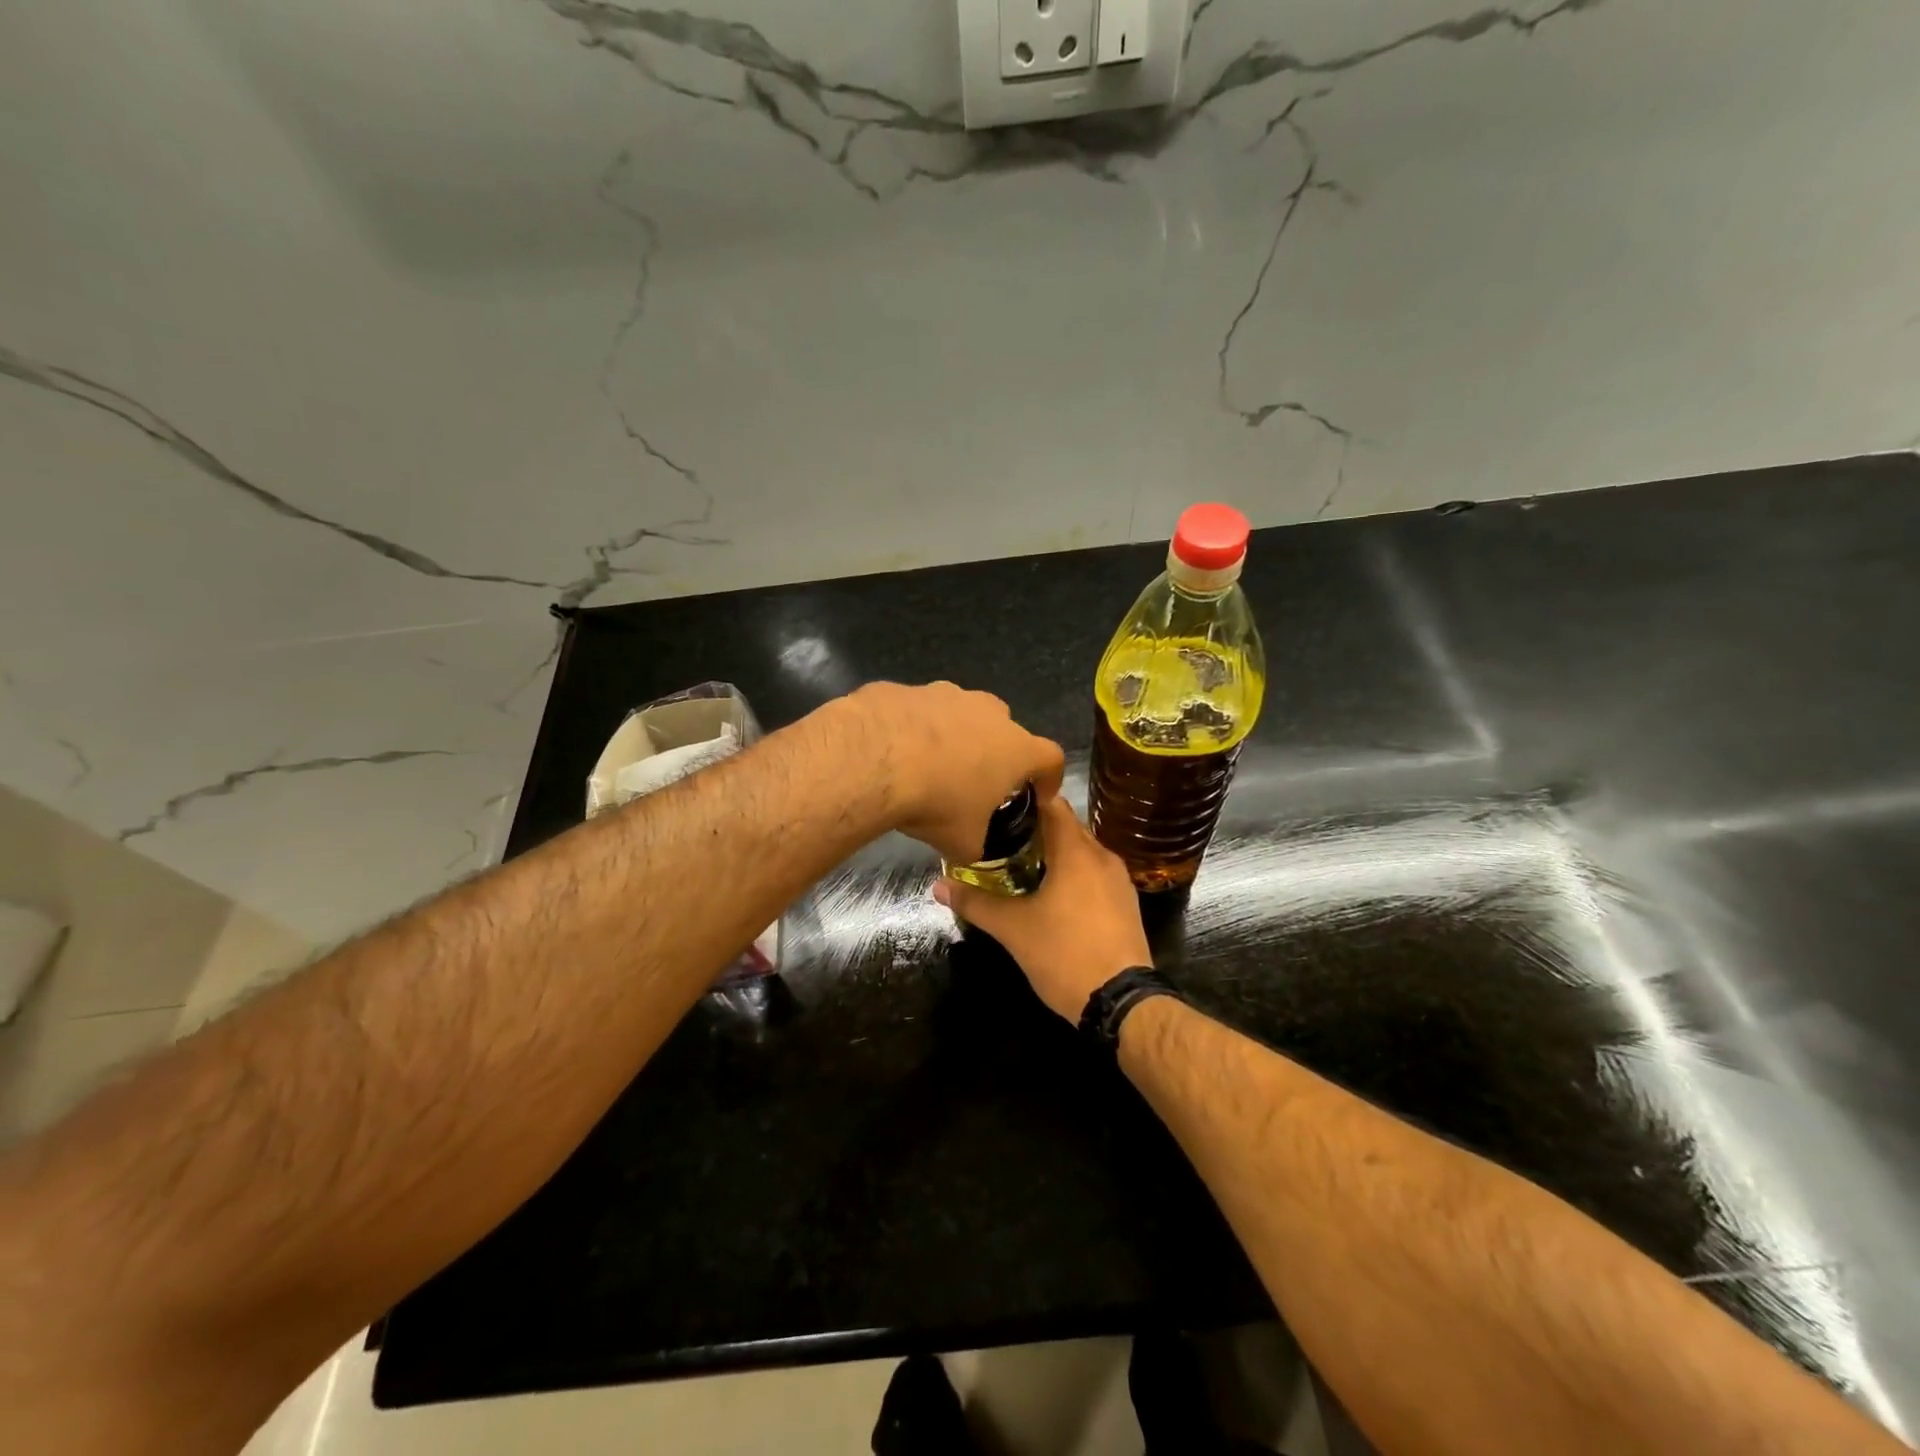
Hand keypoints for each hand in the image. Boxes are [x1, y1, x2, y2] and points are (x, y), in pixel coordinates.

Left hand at [839, 681, 1064, 864]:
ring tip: (928, 765)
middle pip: (1004, 728)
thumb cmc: (935, 801)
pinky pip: (916, 711)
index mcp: (1015, 748)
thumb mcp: (963, 841)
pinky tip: (892, 752)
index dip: (1049, 778)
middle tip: (976, 780)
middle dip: (995, 752)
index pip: (1051, 758)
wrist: (873, 759)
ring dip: (952, 736)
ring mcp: (946, 693)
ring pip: (959, 713)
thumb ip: (976, 842)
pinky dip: (912, 728)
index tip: (1040, 794)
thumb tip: (970, 846)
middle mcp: (987, 712)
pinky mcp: (906, 688)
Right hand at [934, 796, 1151, 1022]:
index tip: (997, 805)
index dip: (1024, 800)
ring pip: (1083, 851)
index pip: (1052, 803)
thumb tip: (938, 885)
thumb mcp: (1013, 930)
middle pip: (1067, 826)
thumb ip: (975, 903)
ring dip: (1055, 853)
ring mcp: (1119, 880)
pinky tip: (1052, 893)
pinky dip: (1074, 874)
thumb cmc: (1064, 955)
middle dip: (1036, 829)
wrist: (1121, 1003)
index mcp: (1077, 852)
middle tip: (1000, 838)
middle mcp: (1103, 856)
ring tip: (1021, 864)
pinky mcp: (1127, 903)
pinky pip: (1095, 873)